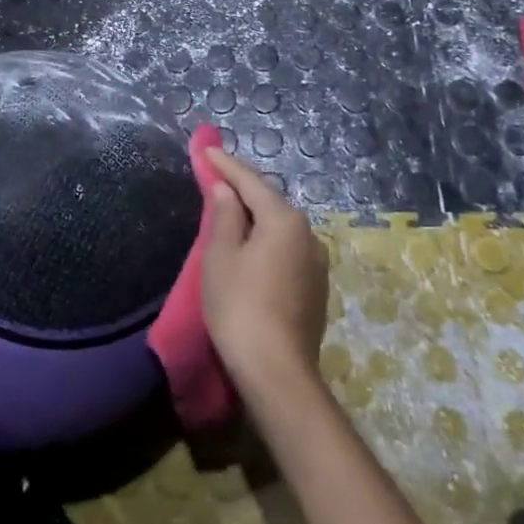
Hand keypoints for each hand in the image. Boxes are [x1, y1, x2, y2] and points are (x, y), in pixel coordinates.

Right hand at [199, 146, 329, 391]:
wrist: (277, 372)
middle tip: (217, 178)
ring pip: (280, 227)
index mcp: (284, 219)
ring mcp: (316, 263)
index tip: (207, 150)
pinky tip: (252, 247)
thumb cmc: (240, 306)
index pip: (251, 182)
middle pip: (270, 202)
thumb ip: (225, 216)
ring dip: (256, 216)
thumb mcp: (221, 256)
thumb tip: (227, 189)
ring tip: (231, 211)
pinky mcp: (316, 288)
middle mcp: (308, 234)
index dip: (226, 165)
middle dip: (243, 189)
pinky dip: (267, 240)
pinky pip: (287, 250)